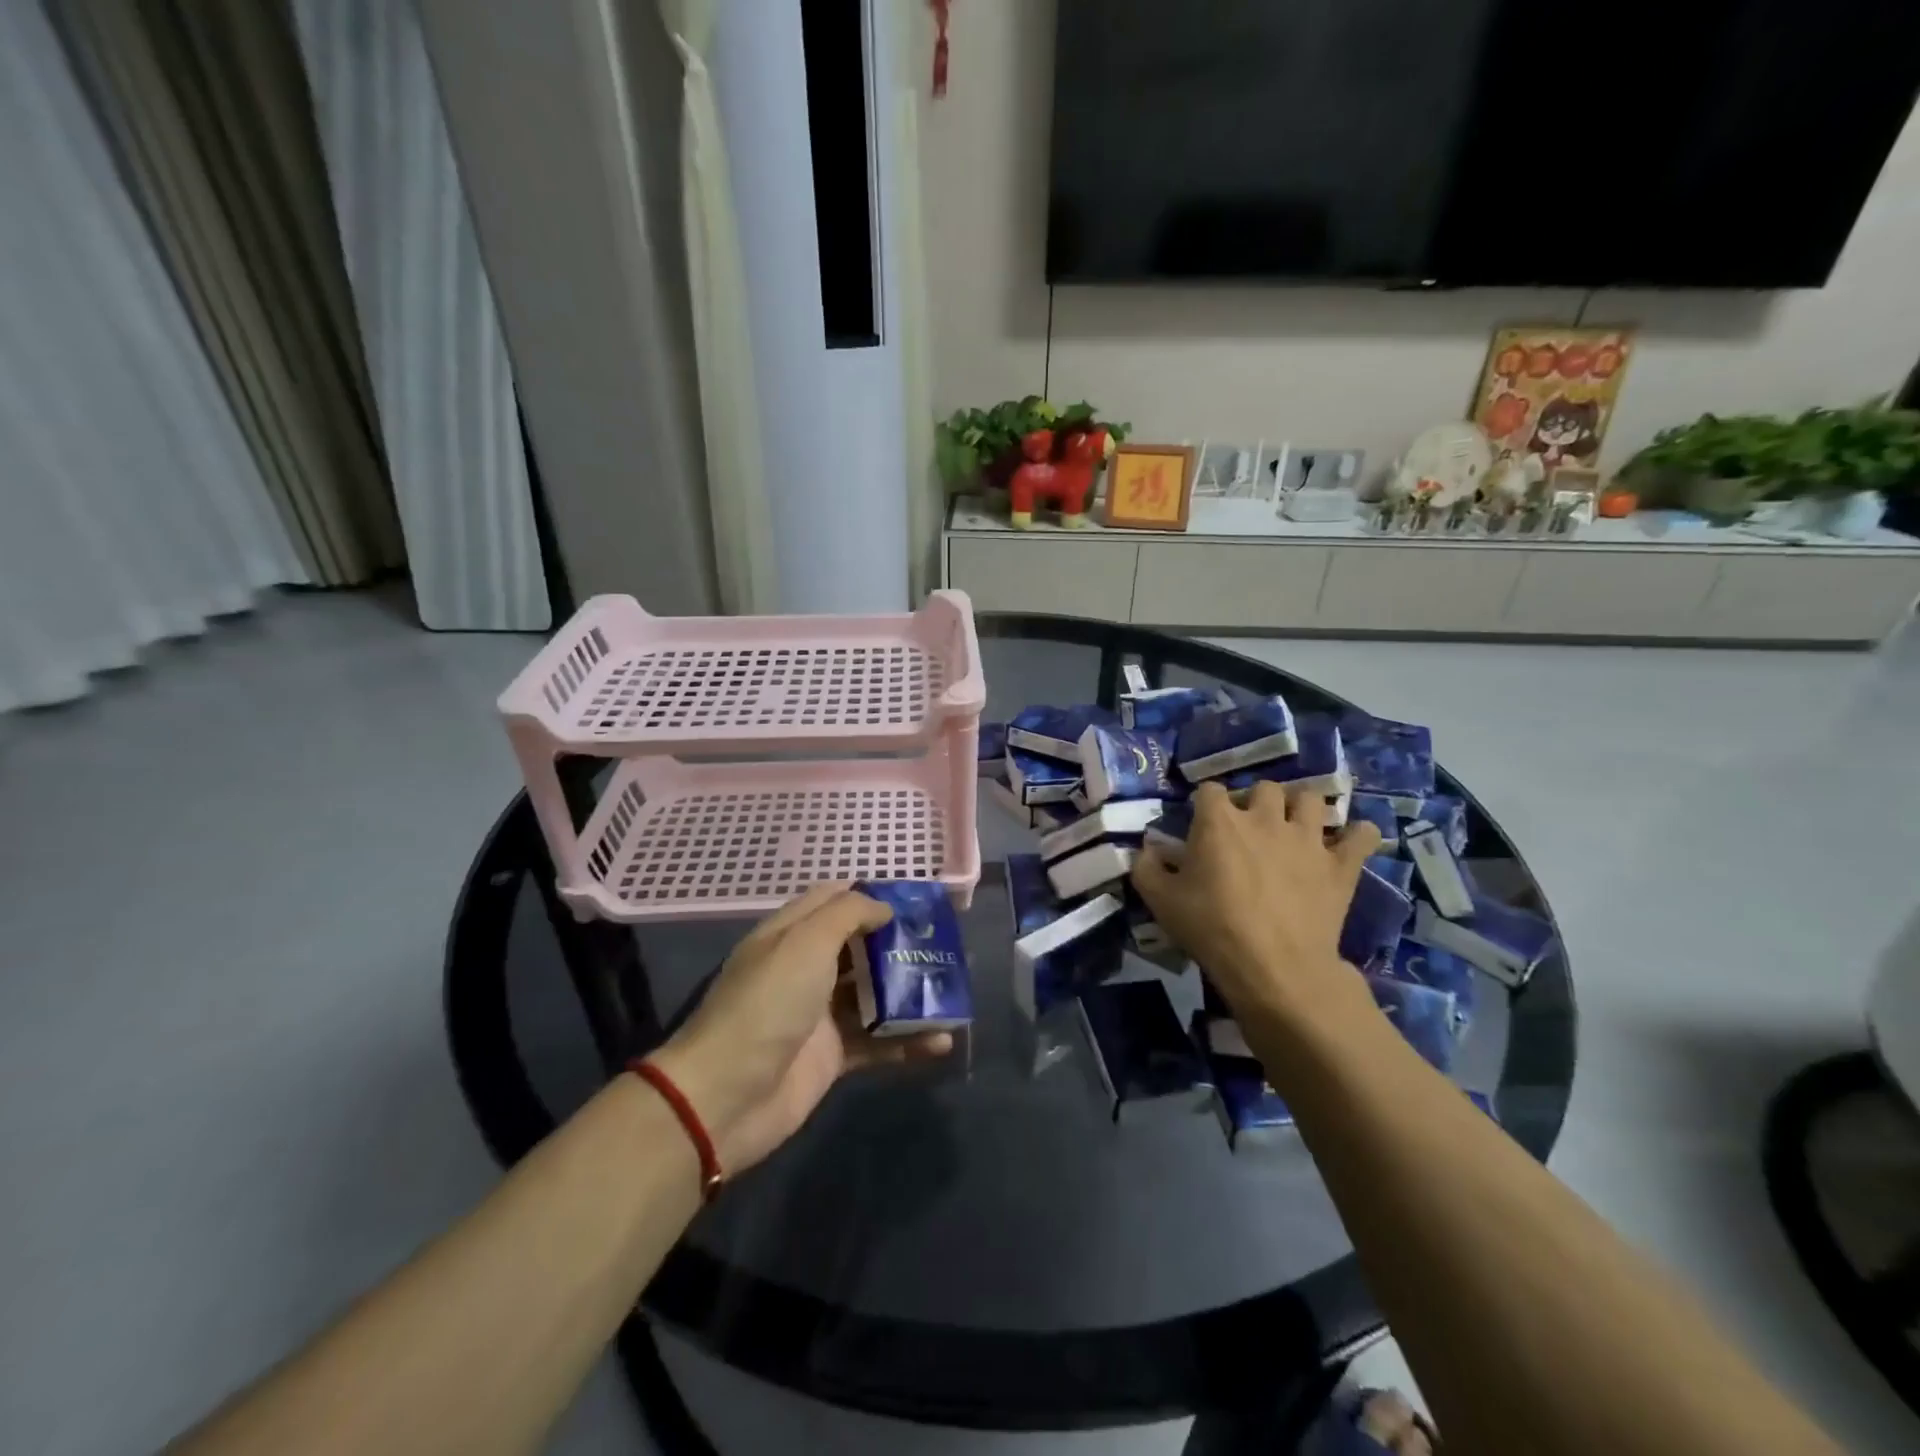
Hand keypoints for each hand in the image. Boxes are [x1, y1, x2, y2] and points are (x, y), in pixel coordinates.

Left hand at [651, 884, 952, 1174]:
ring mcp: (819, 1014)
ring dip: (910, 993)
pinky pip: (878, 1041)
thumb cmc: (768, 1003)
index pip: (833, 900)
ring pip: (874, 995)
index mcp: (791, 934)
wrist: (726, 1096)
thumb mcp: (805, 942)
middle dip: (899, 943)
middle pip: (859, 947)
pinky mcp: (832, 1056)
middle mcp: (806, 968)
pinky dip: (908, 1040)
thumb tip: (883, 907)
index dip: (871, 896)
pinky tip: (941, 1040)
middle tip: (944, 944)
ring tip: (952, 991)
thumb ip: (847, 914)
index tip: (914, 899)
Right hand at [1131, 781, 1380, 1023]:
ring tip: (1294, 829)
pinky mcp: (1340, 865)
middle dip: (1256, 802)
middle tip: (1249, 829)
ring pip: (1311, 799)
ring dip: (1302, 809)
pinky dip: (1357, 835)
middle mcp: (1265, 818)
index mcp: (1219, 821)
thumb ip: (1146, 867)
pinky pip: (1362, 835)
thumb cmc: (1211, 929)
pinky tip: (1348, 843)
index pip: (1209, 790)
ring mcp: (1307, 838)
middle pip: (1264, 787)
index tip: (1201, 825)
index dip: (1205, 805)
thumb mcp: (1160, 900)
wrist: (1274, 968)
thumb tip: (1147, 849)